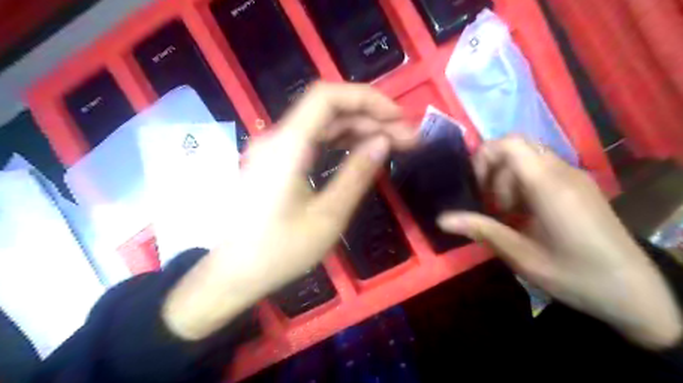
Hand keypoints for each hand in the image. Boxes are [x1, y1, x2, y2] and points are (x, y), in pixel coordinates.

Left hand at [162, 82, 416, 338]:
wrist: (233, 273)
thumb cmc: (278, 251)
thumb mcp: (327, 217)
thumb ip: (357, 175)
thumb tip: (384, 142)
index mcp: (288, 145)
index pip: (327, 97)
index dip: (367, 99)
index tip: (398, 118)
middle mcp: (279, 138)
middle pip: (329, 110)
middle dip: (371, 118)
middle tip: (407, 138)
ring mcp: (276, 149)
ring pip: (324, 124)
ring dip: (359, 129)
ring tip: (393, 144)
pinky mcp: (278, 162)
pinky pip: (314, 141)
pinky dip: (341, 142)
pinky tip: (362, 152)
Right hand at [440, 136, 679, 349]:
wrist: (635, 292)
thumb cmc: (575, 275)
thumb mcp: (521, 256)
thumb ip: (481, 230)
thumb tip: (441, 219)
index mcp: (549, 186)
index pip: (509, 144)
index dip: (483, 157)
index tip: (476, 186)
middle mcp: (562, 172)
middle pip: (516, 147)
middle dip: (493, 170)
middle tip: (489, 203)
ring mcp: (574, 177)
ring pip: (528, 157)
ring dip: (507, 178)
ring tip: (506, 212)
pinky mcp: (579, 185)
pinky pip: (542, 169)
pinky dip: (523, 183)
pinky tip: (524, 213)